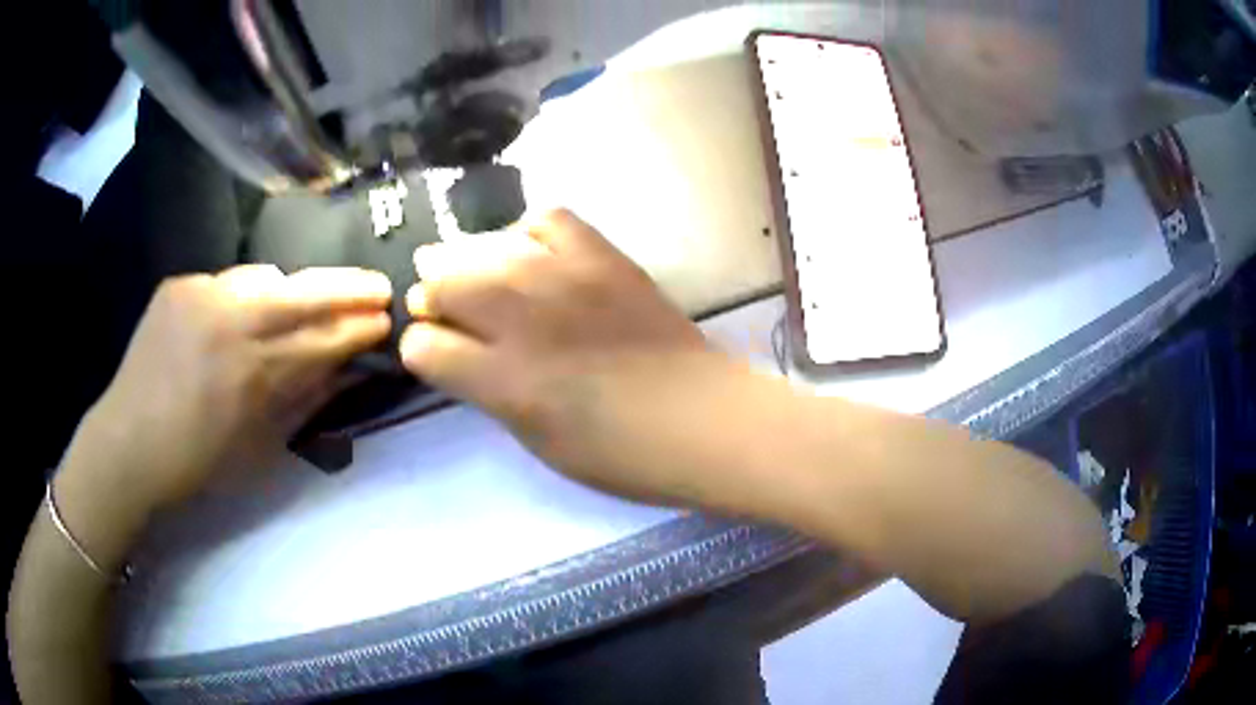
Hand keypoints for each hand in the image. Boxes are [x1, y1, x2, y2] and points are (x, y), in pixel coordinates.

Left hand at [68, 265, 391, 514]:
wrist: (128, 443)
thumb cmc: (196, 463)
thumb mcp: (259, 449)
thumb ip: (303, 403)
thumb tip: (344, 372)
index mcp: (253, 375)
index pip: (322, 339)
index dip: (359, 328)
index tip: (387, 320)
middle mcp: (230, 322)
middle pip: (304, 293)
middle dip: (348, 288)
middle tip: (378, 286)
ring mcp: (201, 294)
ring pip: (267, 277)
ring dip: (295, 290)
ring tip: (310, 300)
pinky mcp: (179, 285)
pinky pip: (227, 281)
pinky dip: (246, 294)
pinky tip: (245, 314)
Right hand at [401, 209, 722, 503]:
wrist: (701, 419)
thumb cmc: (620, 454)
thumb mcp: (537, 441)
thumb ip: (490, 392)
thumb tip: (462, 354)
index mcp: (505, 382)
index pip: (423, 346)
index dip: (421, 349)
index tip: (434, 353)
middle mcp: (524, 322)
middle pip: (443, 283)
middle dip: (431, 297)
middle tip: (441, 305)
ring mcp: (565, 279)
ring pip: (484, 247)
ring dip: (465, 260)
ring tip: (472, 272)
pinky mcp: (603, 257)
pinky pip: (548, 219)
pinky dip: (528, 233)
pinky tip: (531, 254)